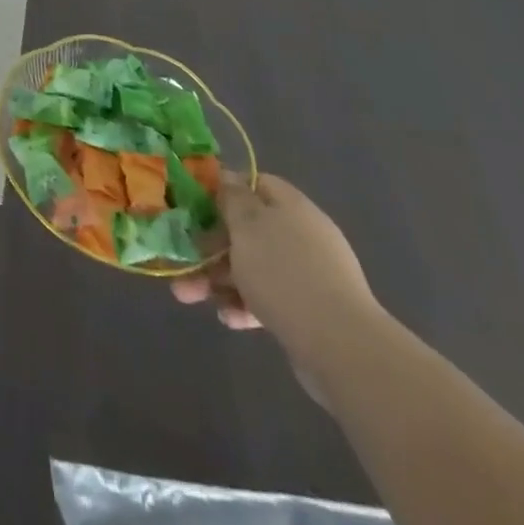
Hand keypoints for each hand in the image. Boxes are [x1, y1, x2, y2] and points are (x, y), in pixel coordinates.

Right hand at [171, 174, 380, 389]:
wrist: (342, 349)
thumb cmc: (284, 274)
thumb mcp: (247, 226)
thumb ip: (232, 199)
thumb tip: (226, 175)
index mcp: (291, 207)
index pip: (254, 183)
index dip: (222, 189)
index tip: (193, 204)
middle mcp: (302, 236)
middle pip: (247, 229)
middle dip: (209, 245)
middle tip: (181, 259)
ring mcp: (308, 275)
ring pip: (252, 267)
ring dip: (218, 279)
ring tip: (187, 296)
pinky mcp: (310, 312)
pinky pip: (269, 299)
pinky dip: (245, 305)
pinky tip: (229, 319)